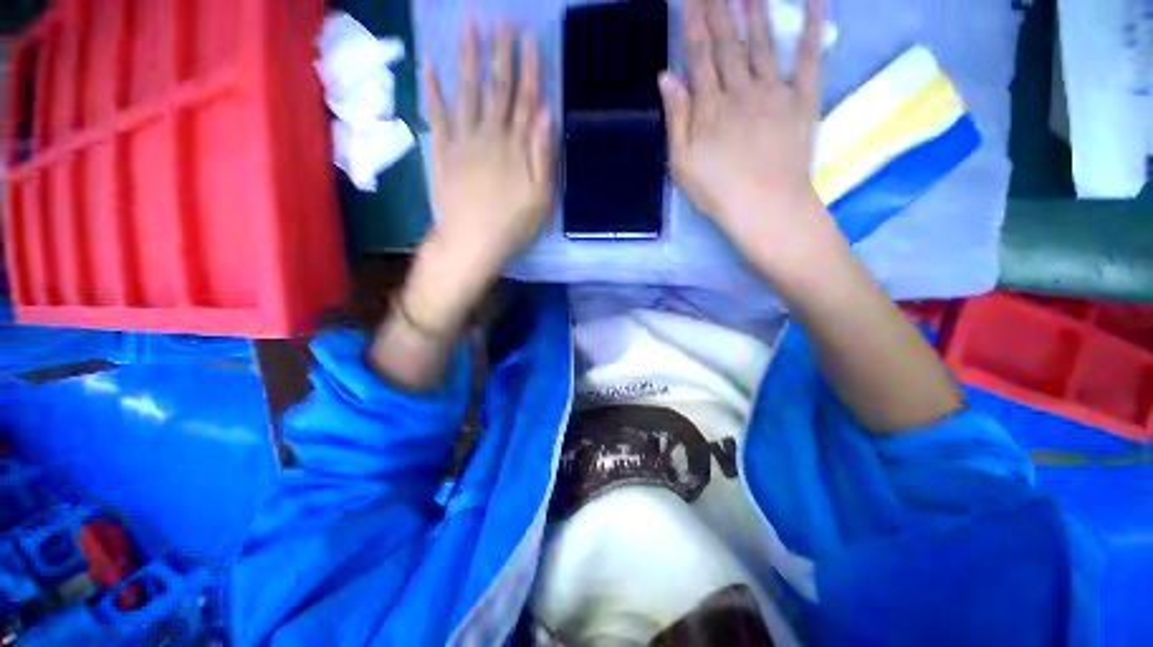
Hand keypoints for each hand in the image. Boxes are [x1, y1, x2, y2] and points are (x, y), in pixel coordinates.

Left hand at [423, 21, 553, 276]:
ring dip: (468, 58)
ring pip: (466, 92)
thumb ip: (543, 155)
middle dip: (500, 53)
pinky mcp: (442, 152)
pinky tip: (429, 67)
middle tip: (501, 20)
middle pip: (496, 89)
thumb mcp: (541, 197)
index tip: (528, 38)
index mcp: (516, 148)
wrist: (473, 242)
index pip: (525, 100)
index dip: (528, 69)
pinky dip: (432, 91)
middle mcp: (489, 135)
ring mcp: (462, 141)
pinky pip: (436, 116)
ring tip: (469, 25)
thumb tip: (546, 114)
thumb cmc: (513, 225)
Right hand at [660, 0, 832, 265]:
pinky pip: (809, 57)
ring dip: (756, 8)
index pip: (699, 56)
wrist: (765, 206)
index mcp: (710, 108)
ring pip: (763, 41)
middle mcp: (741, 90)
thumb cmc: (717, 191)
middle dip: (719, 8)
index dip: (693, 23)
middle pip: (728, 42)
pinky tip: (814, 0)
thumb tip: (666, 76)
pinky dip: (812, 27)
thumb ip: (676, 119)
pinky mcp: (803, 100)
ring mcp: (775, 91)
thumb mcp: (682, 164)